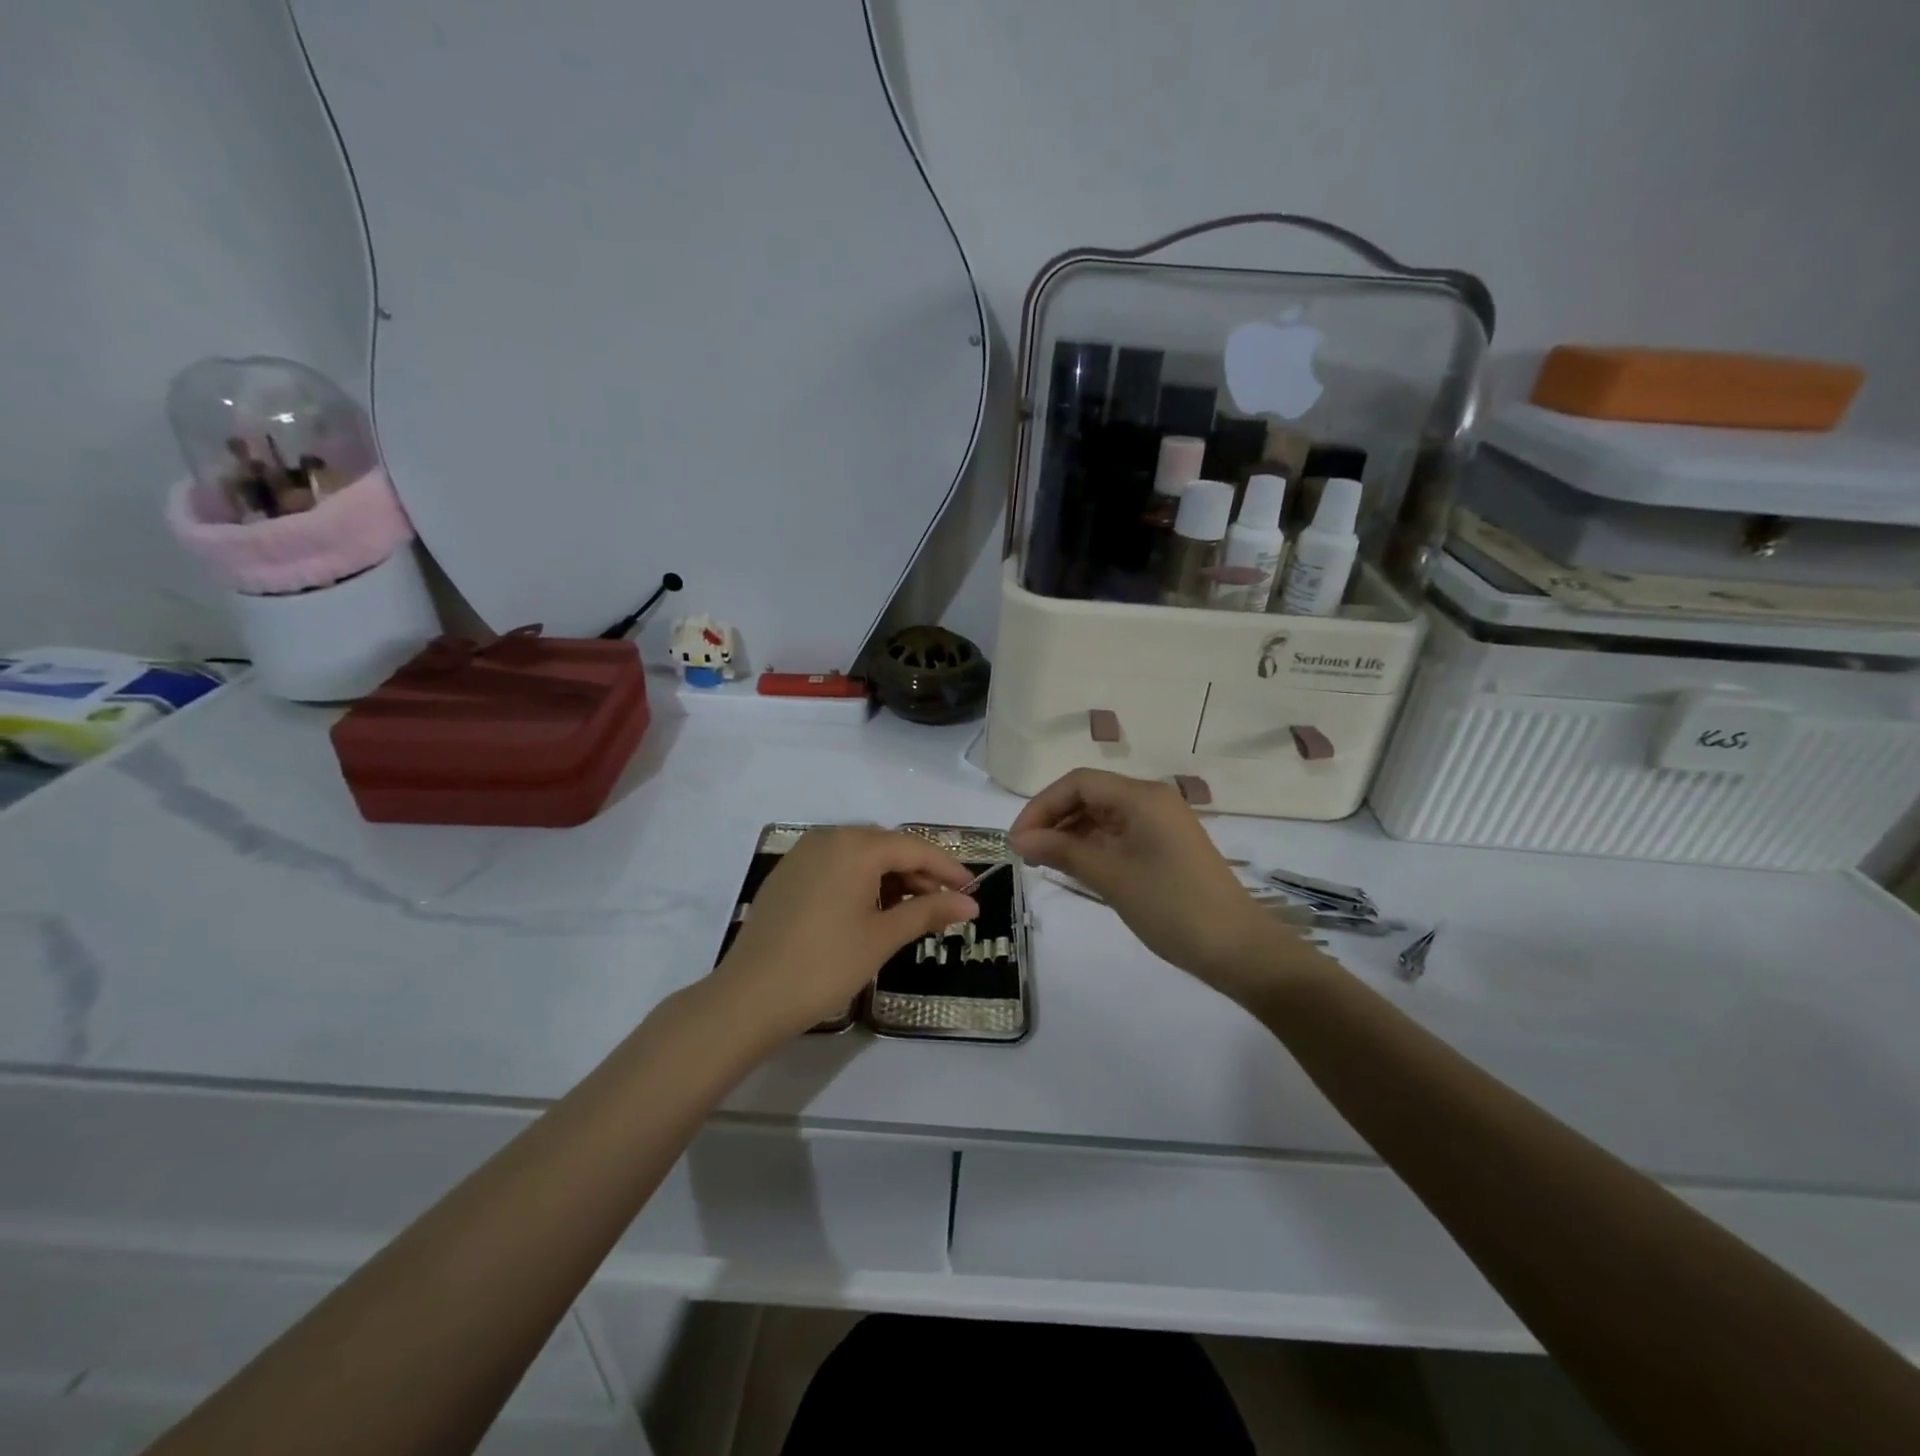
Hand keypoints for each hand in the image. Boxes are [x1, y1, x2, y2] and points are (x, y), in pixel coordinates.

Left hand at [712, 827, 978, 1043]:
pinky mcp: (787, 874)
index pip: (914, 847)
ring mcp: (802, 854)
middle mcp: (828, 837)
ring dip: (890, 877)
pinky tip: (870, 910)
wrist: (749, 997)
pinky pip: (835, 865)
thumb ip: (929, 912)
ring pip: (860, 855)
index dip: (948, 868)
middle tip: (944, 904)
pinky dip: (860, 881)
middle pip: (887, 846)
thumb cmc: (825, 965)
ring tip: (911, 911)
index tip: (972, 891)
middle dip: (919, 872)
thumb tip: (970, 905)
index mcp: (855, 846)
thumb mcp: (883, 937)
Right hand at [1010, 769, 1306, 991]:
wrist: (1237, 949)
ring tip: (1043, 862)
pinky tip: (1074, 867)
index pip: (1078, 783)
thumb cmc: (1171, 906)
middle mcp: (1151, 800)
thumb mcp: (1111, 876)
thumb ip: (1063, 851)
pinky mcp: (1165, 846)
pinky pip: (1119, 834)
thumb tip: (1020, 839)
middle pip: (1089, 795)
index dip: (1041, 806)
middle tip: (1025, 854)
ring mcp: (1161, 823)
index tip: (1017, 840)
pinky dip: (1092, 846)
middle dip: (1053, 819)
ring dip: (1070, 833)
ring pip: (1102, 815)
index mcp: (1141, 796)